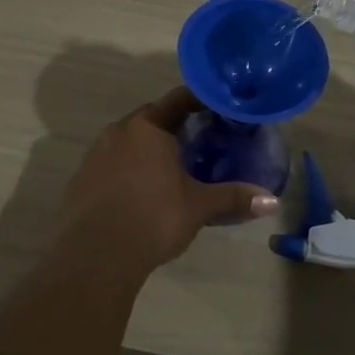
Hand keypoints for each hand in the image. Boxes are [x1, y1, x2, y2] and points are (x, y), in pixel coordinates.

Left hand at [63, 88, 279, 277]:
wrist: (94, 255)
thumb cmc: (152, 218)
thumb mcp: (197, 207)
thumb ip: (233, 198)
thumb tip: (272, 200)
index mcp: (147, 127)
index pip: (178, 99)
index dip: (201, 100)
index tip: (219, 109)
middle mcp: (118, 131)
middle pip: (152, 117)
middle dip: (175, 126)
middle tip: (201, 140)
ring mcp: (95, 154)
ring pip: (129, 140)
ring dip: (150, 148)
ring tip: (173, 166)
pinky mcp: (82, 178)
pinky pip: (112, 162)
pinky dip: (130, 168)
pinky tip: (142, 190)